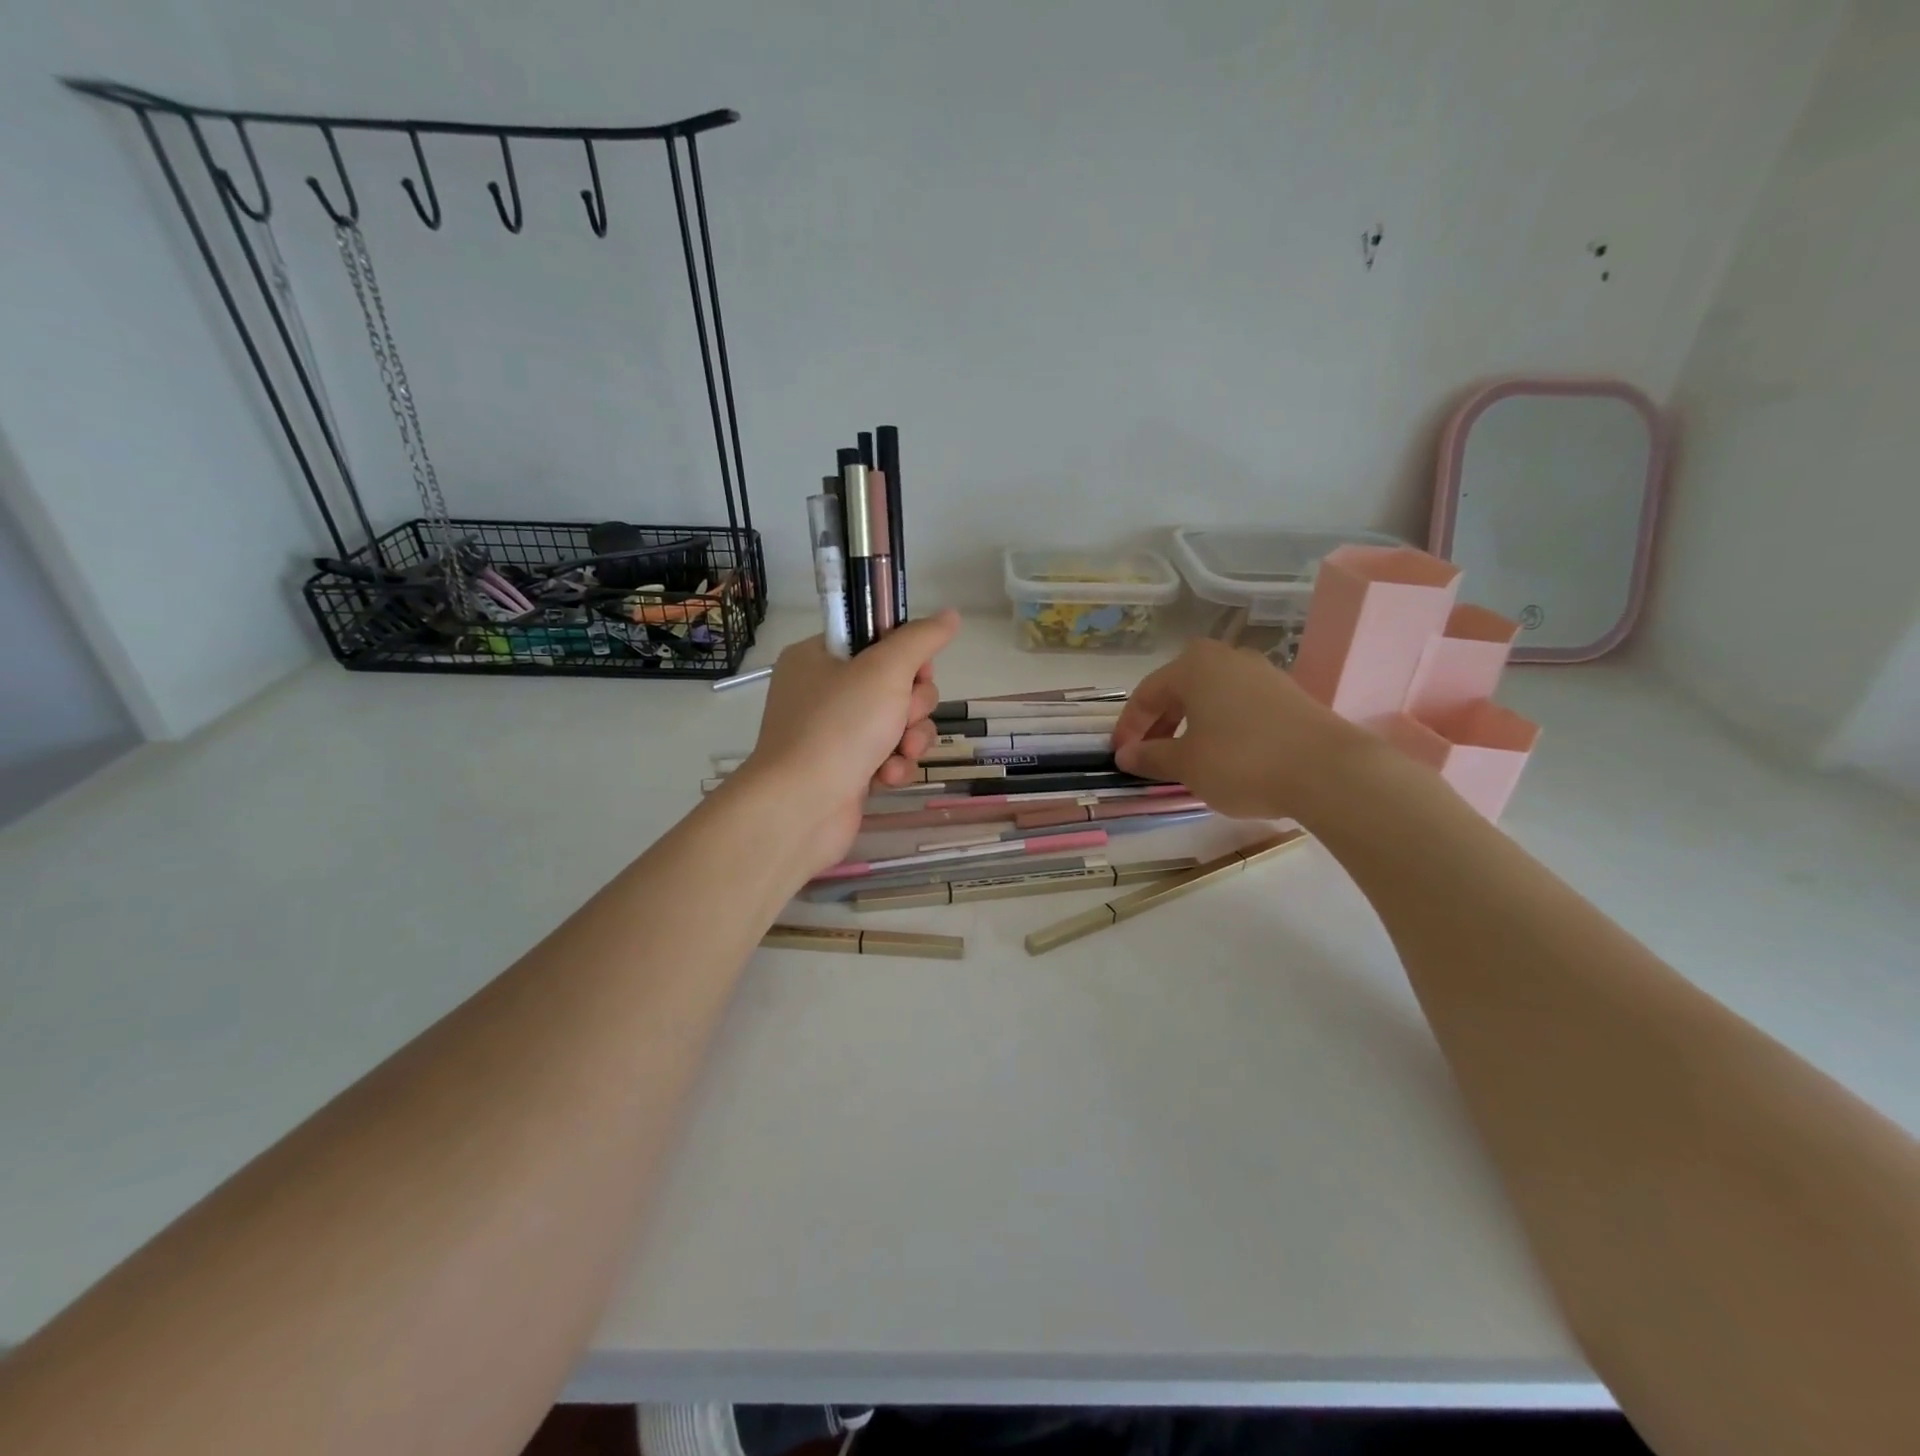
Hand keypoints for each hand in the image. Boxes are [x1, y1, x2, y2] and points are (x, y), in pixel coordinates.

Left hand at [740, 610, 960, 869]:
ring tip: (899, 754)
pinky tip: (886, 778)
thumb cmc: (839, 727)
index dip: (907, 656)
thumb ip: (921, 639)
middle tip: (902, 718)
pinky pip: (887, 756)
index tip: (917, 673)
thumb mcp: (884, 670)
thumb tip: (951, 615)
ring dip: (910, 739)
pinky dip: (894, 766)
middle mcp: (823, 692)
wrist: (800, 808)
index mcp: (819, 657)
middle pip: (895, 684)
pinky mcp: (846, 770)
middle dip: (912, 706)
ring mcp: (833, 734)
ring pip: (898, 723)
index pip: (877, 639)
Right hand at [1111, 638, 1373, 821]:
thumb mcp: (1186, 764)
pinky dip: (1220, 727)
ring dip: (1189, 725)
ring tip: (1184, 758)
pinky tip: (1223, 755)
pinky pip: (1238, 706)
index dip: (1129, 727)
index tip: (1121, 757)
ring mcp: (1262, 674)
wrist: (1329, 771)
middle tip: (1149, 756)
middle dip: (1159, 724)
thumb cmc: (1242, 762)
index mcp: (1194, 666)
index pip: (1146, 694)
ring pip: (1210, 697)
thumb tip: (1126, 755)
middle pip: (1179, 690)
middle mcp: (1227, 659)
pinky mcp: (1289, 695)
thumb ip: (1150, 757)